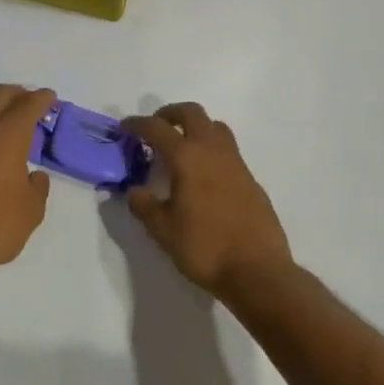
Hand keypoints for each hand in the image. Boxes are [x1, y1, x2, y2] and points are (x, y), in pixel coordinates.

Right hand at [122, 102, 292, 300]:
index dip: (137, 124)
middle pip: (191, 113)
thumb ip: (145, 206)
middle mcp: (212, 150)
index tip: (125, 127)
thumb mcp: (164, 231)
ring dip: (195, 127)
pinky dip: (212, 150)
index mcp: (187, 157)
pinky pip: (228, 150)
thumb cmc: (206, 248)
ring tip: (182, 148)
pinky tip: (205, 176)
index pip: (157, 128)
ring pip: (215, 126)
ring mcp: (236, 162)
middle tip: (156, 128)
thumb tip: (135, 190)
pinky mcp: (251, 178)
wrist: (258, 271)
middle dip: (170, 114)